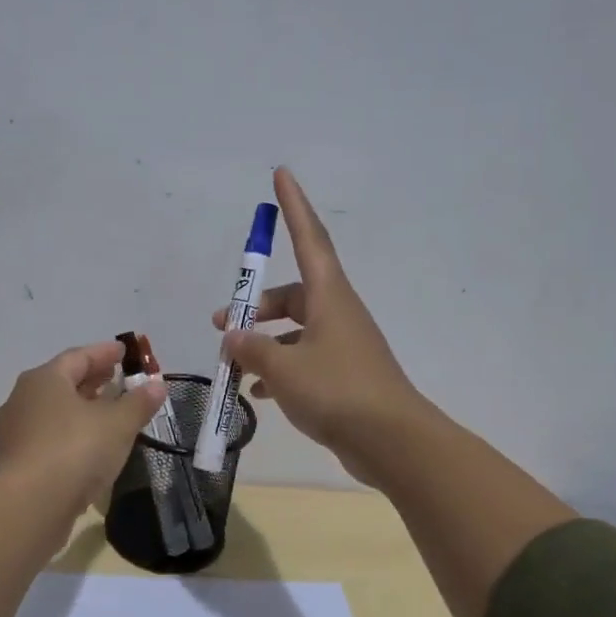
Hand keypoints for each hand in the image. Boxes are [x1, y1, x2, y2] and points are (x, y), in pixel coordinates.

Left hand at [0, 340, 166, 517]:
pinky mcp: (14, 462)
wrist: (29, 506)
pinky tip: (87, 446)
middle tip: (116, 379)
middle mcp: (22, 399)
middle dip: (91, 379)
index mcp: (44, 379)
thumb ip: (138, 403)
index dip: (104, 353)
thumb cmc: (75, 451)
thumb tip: (156, 385)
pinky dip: (69, 433)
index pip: (78, 356)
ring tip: (106, 413)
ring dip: (79, 408)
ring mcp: (14, 432)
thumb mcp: (118, 425)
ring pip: (52, 411)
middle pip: (62, 382)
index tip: (124, 352)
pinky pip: (47, 437)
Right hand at [213, 168, 427, 486]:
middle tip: (223, 323)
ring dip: (264, 343)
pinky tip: (258, 393)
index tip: (281, 174)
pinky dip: (279, 370)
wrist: (392, 442)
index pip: (309, 238)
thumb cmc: (338, 392)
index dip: (294, 206)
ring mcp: (343, 346)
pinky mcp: (344, 376)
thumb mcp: (284, 368)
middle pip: (292, 294)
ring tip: (233, 365)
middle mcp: (337, 314)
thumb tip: (233, 338)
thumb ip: (252, 350)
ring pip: (295, 331)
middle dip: (256, 306)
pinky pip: (304, 361)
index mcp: (329, 297)